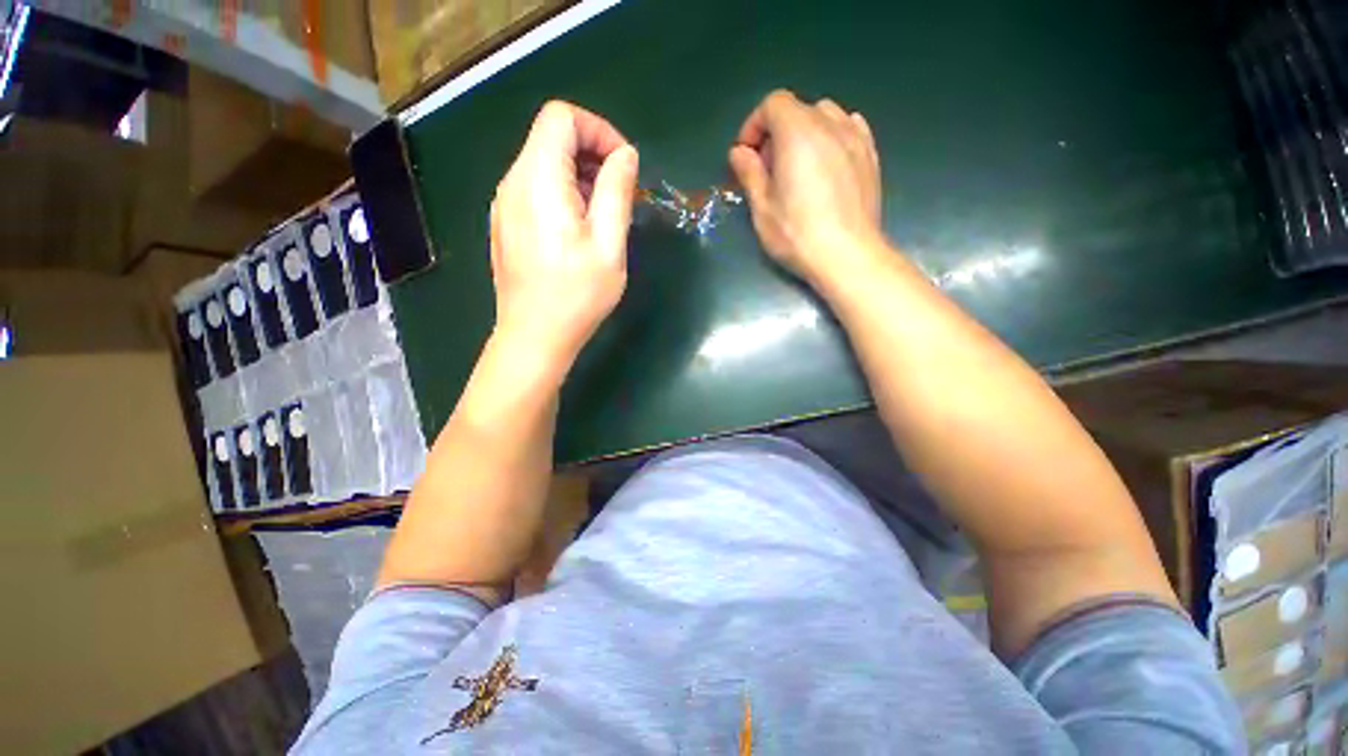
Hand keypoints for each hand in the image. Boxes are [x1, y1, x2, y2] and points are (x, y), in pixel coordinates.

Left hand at [490, 101, 638, 366]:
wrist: (534, 336)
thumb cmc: (577, 294)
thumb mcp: (609, 244)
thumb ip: (617, 191)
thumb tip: (625, 156)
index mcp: (538, 178)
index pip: (562, 117)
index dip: (599, 131)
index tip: (624, 168)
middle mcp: (512, 181)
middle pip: (551, 138)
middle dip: (593, 156)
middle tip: (620, 197)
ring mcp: (504, 204)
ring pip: (544, 164)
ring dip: (580, 179)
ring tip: (602, 219)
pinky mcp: (506, 224)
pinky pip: (535, 190)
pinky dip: (563, 195)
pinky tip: (578, 233)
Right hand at [729, 90, 883, 279]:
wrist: (847, 256)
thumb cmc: (797, 234)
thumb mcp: (762, 208)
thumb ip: (749, 173)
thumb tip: (739, 152)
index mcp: (798, 133)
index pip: (773, 104)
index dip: (754, 126)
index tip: (746, 156)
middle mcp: (830, 125)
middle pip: (798, 109)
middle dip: (776, 133)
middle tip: (768, 170)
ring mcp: (856, 138)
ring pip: (825, 115)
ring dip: (804, 132)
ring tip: (797, 167)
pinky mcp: (871, 156)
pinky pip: (849, 128)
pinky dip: (831, 136)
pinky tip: (826, 163)